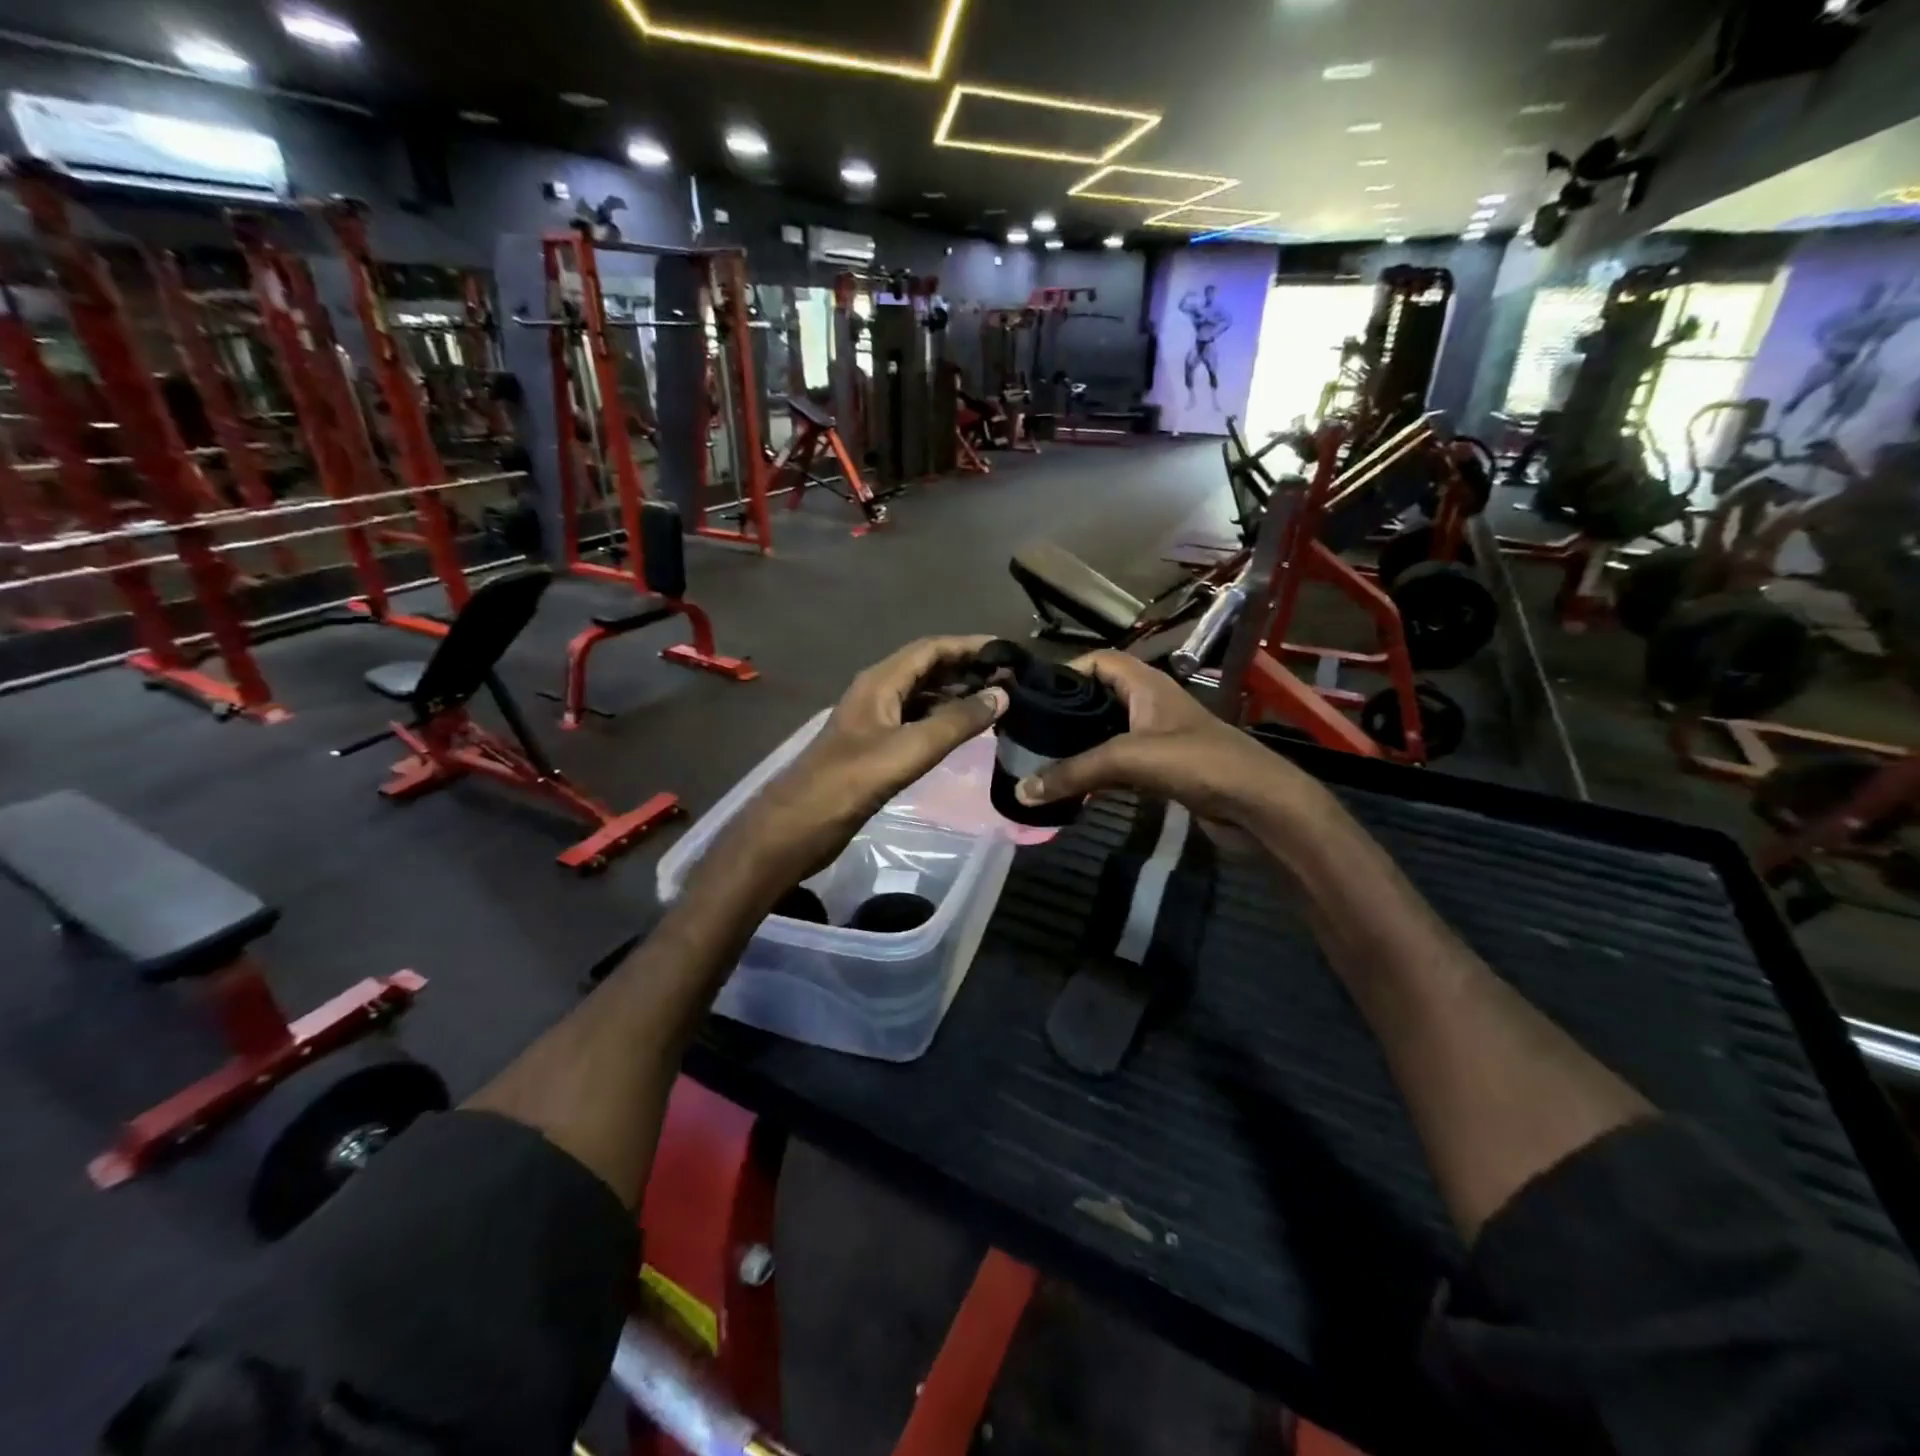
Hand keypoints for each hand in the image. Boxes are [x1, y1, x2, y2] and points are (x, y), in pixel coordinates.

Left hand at [726, 636, 1007, 884]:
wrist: (800, 825)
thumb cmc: (852, 781)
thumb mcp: (910, 749)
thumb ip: (957, 722)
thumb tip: (1001, 696)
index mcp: (880, 682)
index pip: (930, 649)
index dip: (968, 646)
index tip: (1007, 651)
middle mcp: (878, 692)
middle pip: (927, 668)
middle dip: (966, 669)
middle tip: (1010, 679)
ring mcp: (875, 720)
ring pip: (922, 696)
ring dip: (956, 694)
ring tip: (996, 702)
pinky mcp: (876, 746)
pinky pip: (916, 720)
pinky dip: (943, 719)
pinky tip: (966, 731)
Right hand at [1012, 651, 1328, 829]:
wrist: (1259, 806)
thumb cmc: (1198, 763)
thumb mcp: (1130, 759)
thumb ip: (1074, 772)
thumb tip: (1022, 790)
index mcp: (1146, 684)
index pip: (1099, 661)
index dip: (1066, 670)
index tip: (1031, 693)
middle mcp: (1150, 705)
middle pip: (1099, 698)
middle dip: (1066, 712)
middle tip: (1027, 731)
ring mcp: (1158, 739)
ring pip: (1107, 734)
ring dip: (1079, 746)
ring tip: (1039, 759)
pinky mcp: (1163, 771)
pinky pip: (1119, 765)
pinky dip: (1096, 773)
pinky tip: (1072, 787)